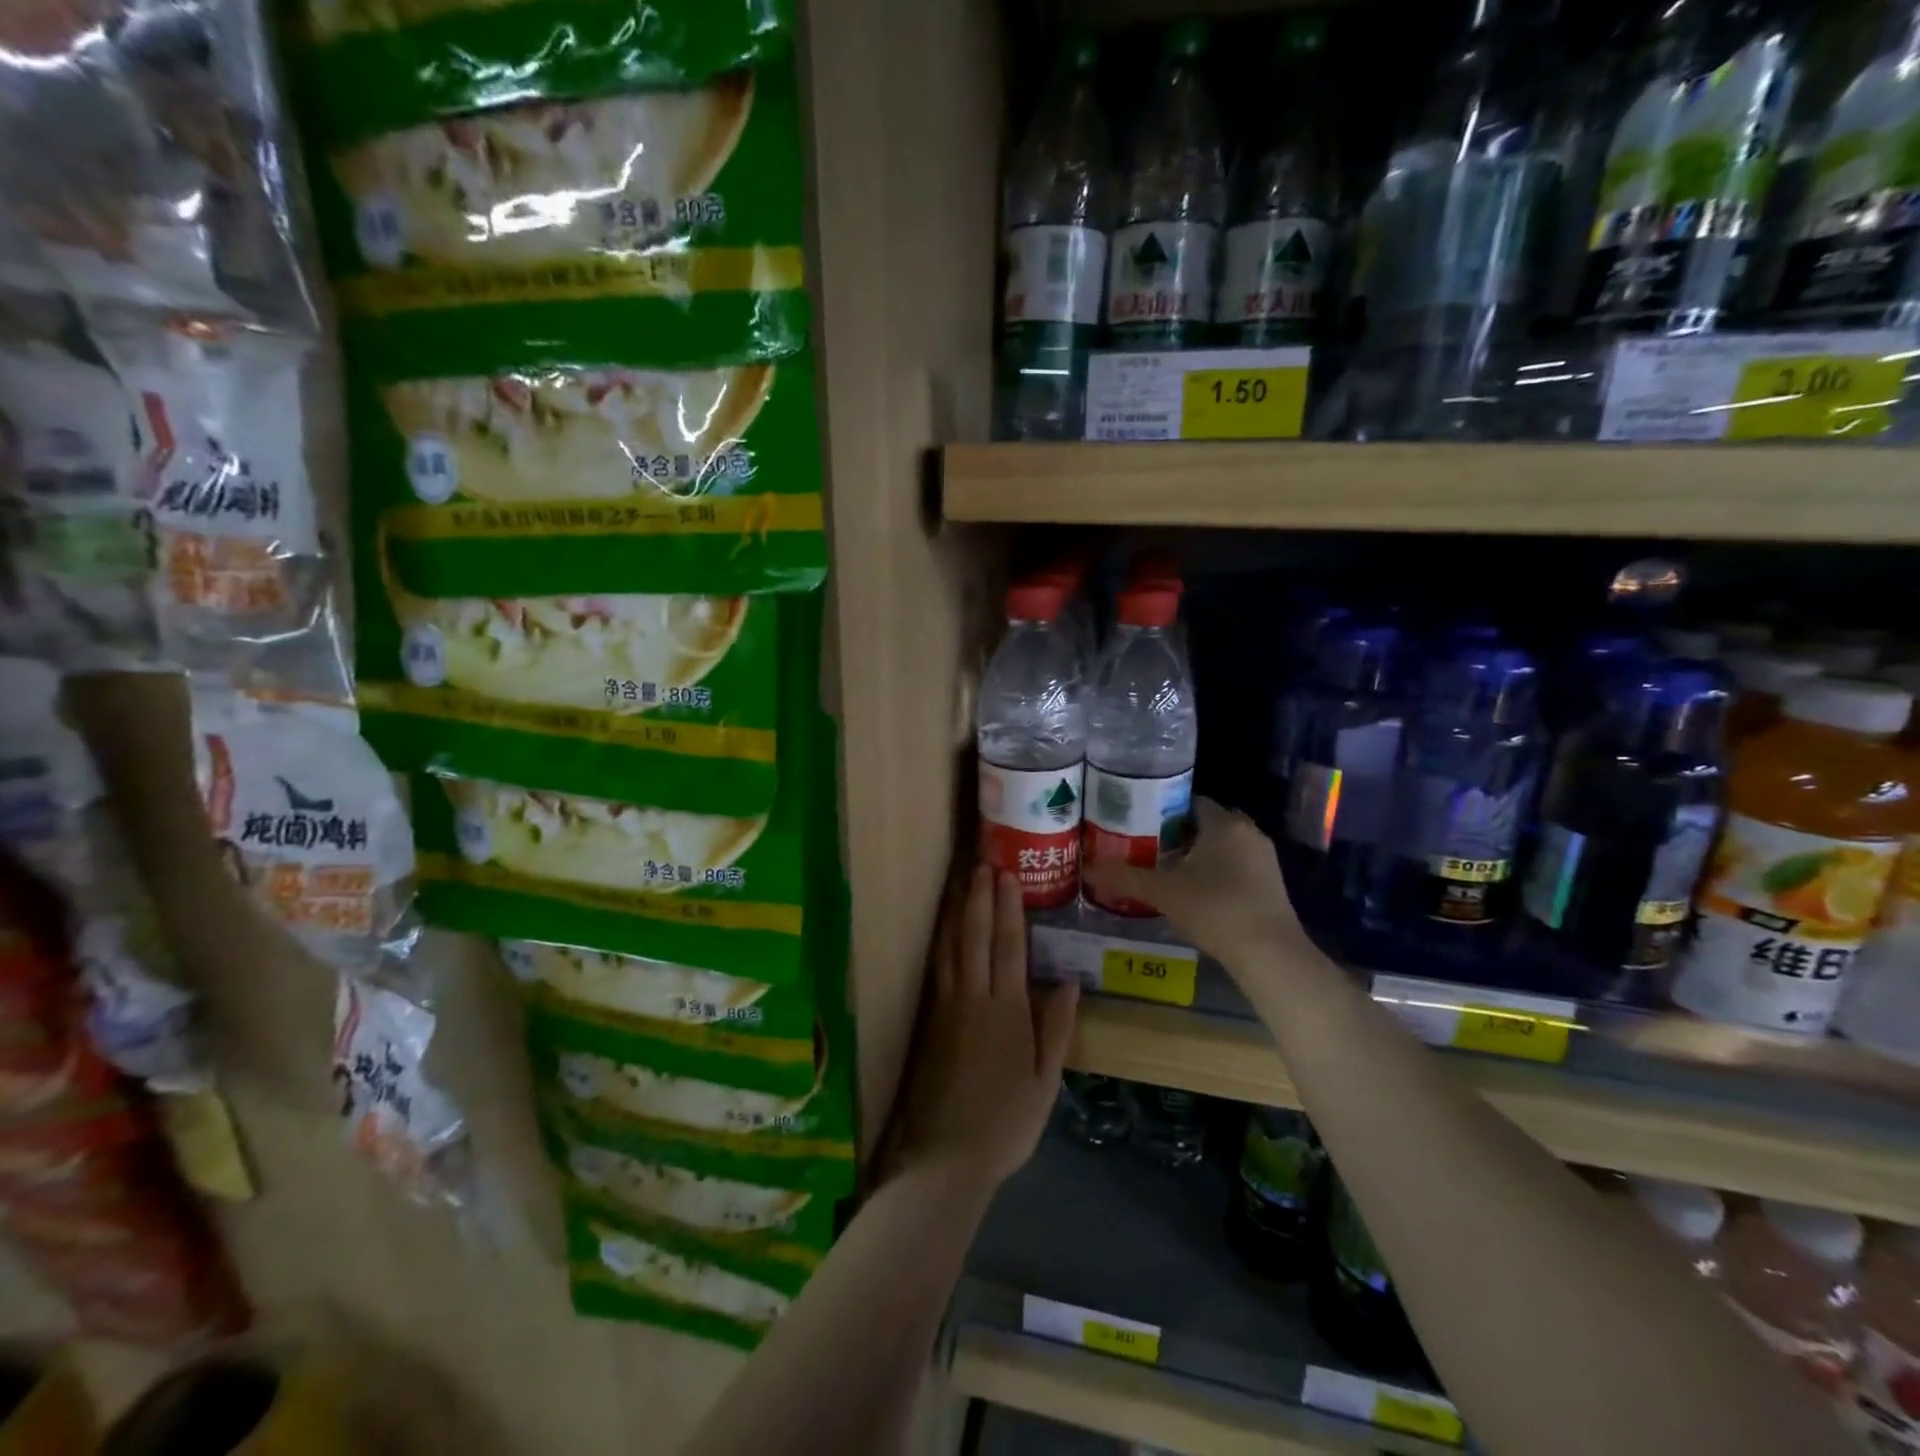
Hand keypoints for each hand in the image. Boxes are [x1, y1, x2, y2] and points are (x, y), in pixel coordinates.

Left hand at [885, 866, 1077, 1196]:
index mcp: (1008, 1010)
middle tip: (983, 862)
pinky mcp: (929, 1019)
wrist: (947, 1157)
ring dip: (958, 910)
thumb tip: (1069, 980)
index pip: (1009, 945)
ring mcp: (947, 1005)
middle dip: (980, 896)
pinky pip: (937, 966)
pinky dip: (940, 939)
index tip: (1007, 875)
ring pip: (952, 945)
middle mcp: (974, 997)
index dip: (1009, 907)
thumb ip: (1057, 1028)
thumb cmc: (1006, 1123)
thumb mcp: (1046, 1082)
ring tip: (961, 881)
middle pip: (977, 935)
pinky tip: (943, 928)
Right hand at [1083, 797, 1303, 964]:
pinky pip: (1237, 867)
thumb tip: (1086, 868)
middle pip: (1207, 824)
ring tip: (1166, 871)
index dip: (1163, 810)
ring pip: (1223, 847)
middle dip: (1179, 834)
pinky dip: (1216, 873)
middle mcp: (1248, 833)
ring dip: (1198, 855)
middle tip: (1148, 847)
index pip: (1190, 801)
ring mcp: (1264, 859)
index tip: (1138, 823)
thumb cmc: (1214, 909)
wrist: (1269, 954)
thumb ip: (1124, 877)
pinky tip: (1195, 893)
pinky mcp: (1272, 885)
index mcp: (1224, 823)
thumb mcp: (1162, 892)